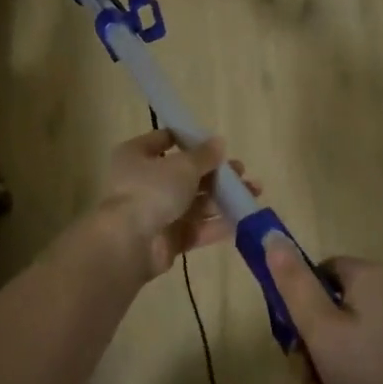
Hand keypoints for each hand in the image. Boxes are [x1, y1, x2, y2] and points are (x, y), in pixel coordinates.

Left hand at [97, 128, 256, 277]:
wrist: (130, 243)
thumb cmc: (152, 191)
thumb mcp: (183, 166)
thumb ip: (204, 155)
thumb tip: (218, 142)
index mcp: (137, 155)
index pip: (164, 140)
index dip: (189, 140)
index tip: (216, 144)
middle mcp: (144, 182)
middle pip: (185, 174)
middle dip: (215, 174)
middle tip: (241, 172)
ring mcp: (155, 212)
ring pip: (194, 202)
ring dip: (222, 198)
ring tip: (253, 193)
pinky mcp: (167, 240)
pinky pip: (195, 228)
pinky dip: (217, 224)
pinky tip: (243, 219)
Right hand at [265, 245, 382, 383]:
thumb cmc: (369, 375)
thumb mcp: (320, 329)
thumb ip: (294, 283)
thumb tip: (272, 236)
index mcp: (371, 277)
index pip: (320, 273)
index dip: (298, 305)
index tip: (292, 341)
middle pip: (330, 313)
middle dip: (311, 353)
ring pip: (345, 344)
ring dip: (325, 376)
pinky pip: (367, 363)